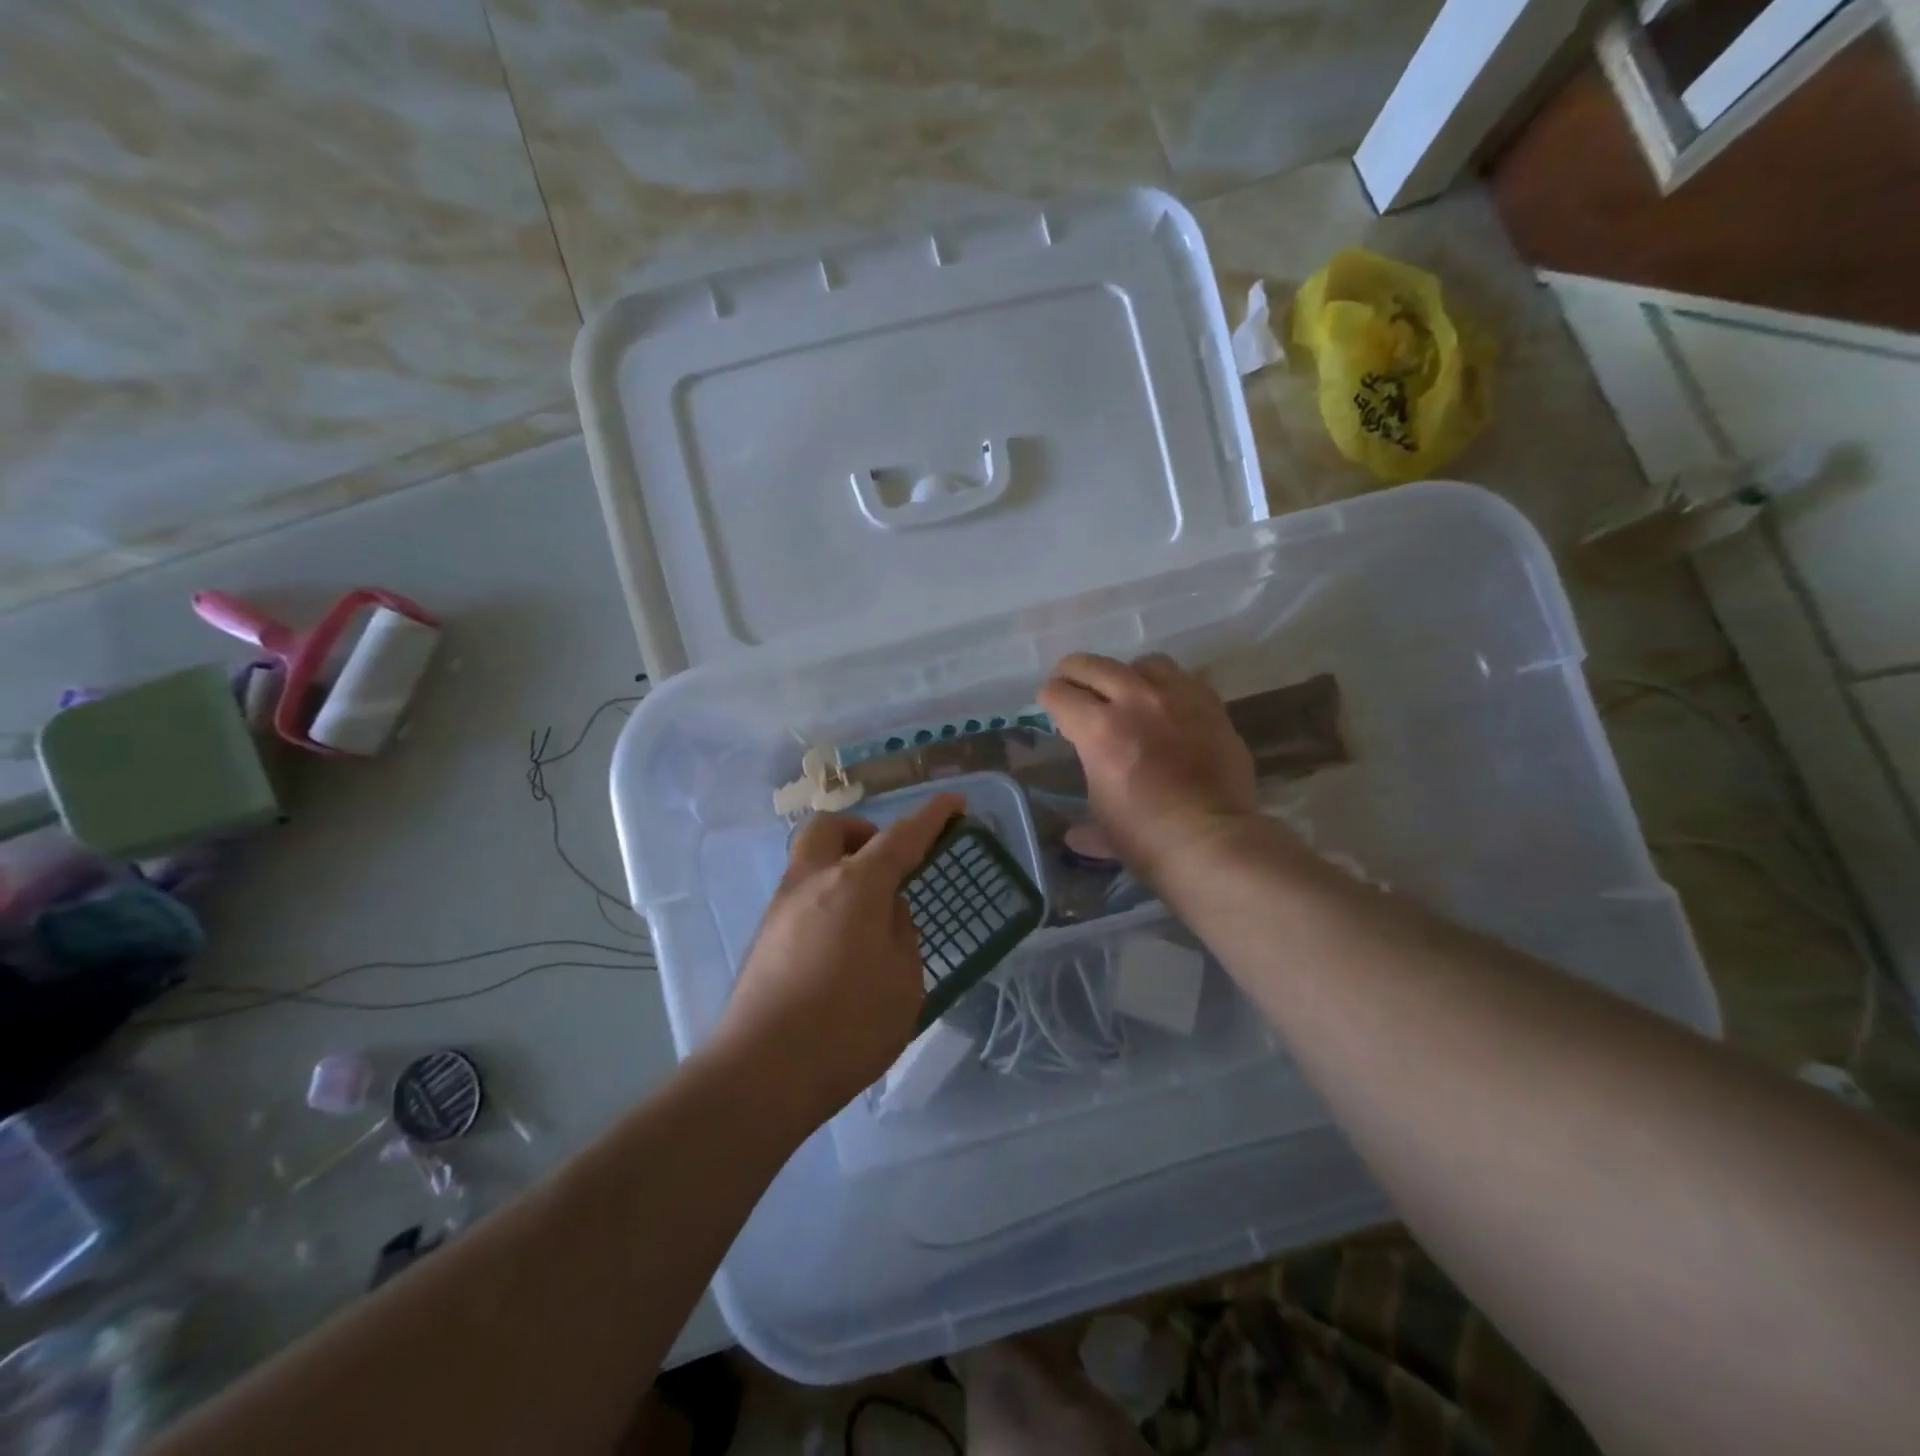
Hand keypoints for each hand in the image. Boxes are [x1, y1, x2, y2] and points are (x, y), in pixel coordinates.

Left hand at [714, 793, 963, 1123]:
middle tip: (887, 864)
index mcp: (855, 885)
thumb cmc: (847, 1026)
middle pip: (831, 828)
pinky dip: (826, 899)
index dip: (932, 817)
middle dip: (863, 832)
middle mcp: (811, 883)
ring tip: (868, 915)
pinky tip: (840, 946)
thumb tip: (885, 910)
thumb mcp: (903, 980)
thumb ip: (900, 932)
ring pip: (810, 860)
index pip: (901, 837)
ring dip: (841, 866)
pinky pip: (801, 896)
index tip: (954, 801)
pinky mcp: (764, 938)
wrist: (760, 1075)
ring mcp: (780, 909)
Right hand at [1038, 653, 1260, 885]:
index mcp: (1098, 729)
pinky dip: (1169, 689)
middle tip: (1072, 684)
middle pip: (1093, 665)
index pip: (1059, 694)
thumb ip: (1087, 816)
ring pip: (1145, 664)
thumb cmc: (1146, 837)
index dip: (1048, 699)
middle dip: (1074, 673)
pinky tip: (1168, 709)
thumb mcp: (1102, 820)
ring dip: (1128, 674)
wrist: (1213, 842)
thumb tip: (1076, 835)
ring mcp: (1177, 699)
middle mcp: (1135, 701)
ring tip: (1128, 692)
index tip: (1050, 706)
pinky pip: (1185, 680)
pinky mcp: (1211, 706)